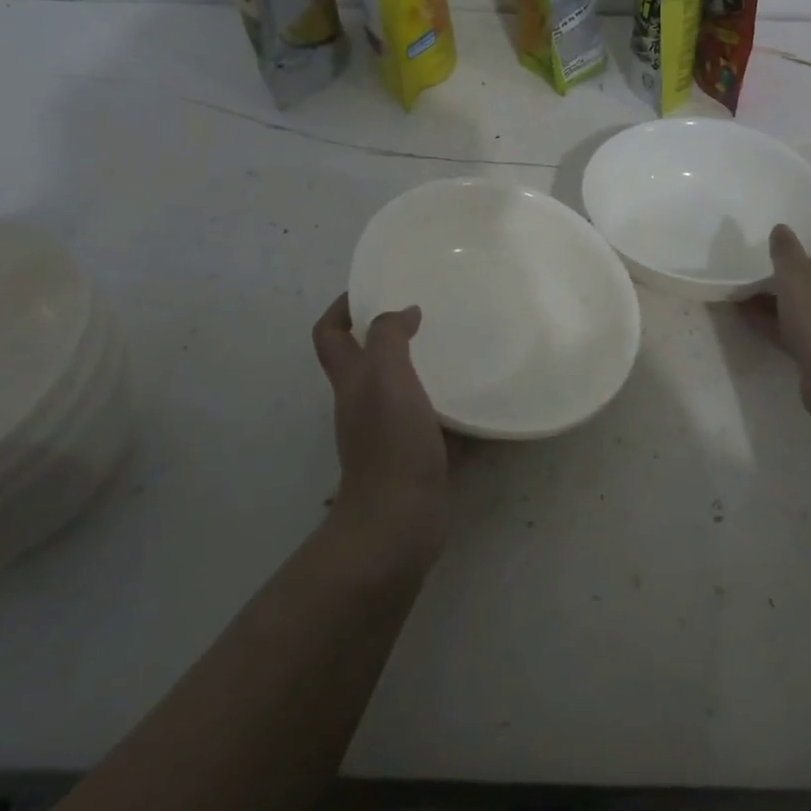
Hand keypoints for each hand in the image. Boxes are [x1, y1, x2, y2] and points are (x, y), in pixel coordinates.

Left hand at [311, 294, 448, 567]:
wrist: (399, 521)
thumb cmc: (390, 444)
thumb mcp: (386, 378)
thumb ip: (390, 338)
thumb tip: (404, 312)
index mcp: (352, 381)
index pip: (330, 335)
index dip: (342, 308)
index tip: (372, 289)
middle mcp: (364, 404)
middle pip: (366, 360)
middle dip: (389, 334)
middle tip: (427, 314)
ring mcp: (389, 433)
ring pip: (403, 390)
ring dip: (425, 369)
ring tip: (458, 349)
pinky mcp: (416, 456)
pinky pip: (435, 423)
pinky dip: (453, 411)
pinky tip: (480, 400)